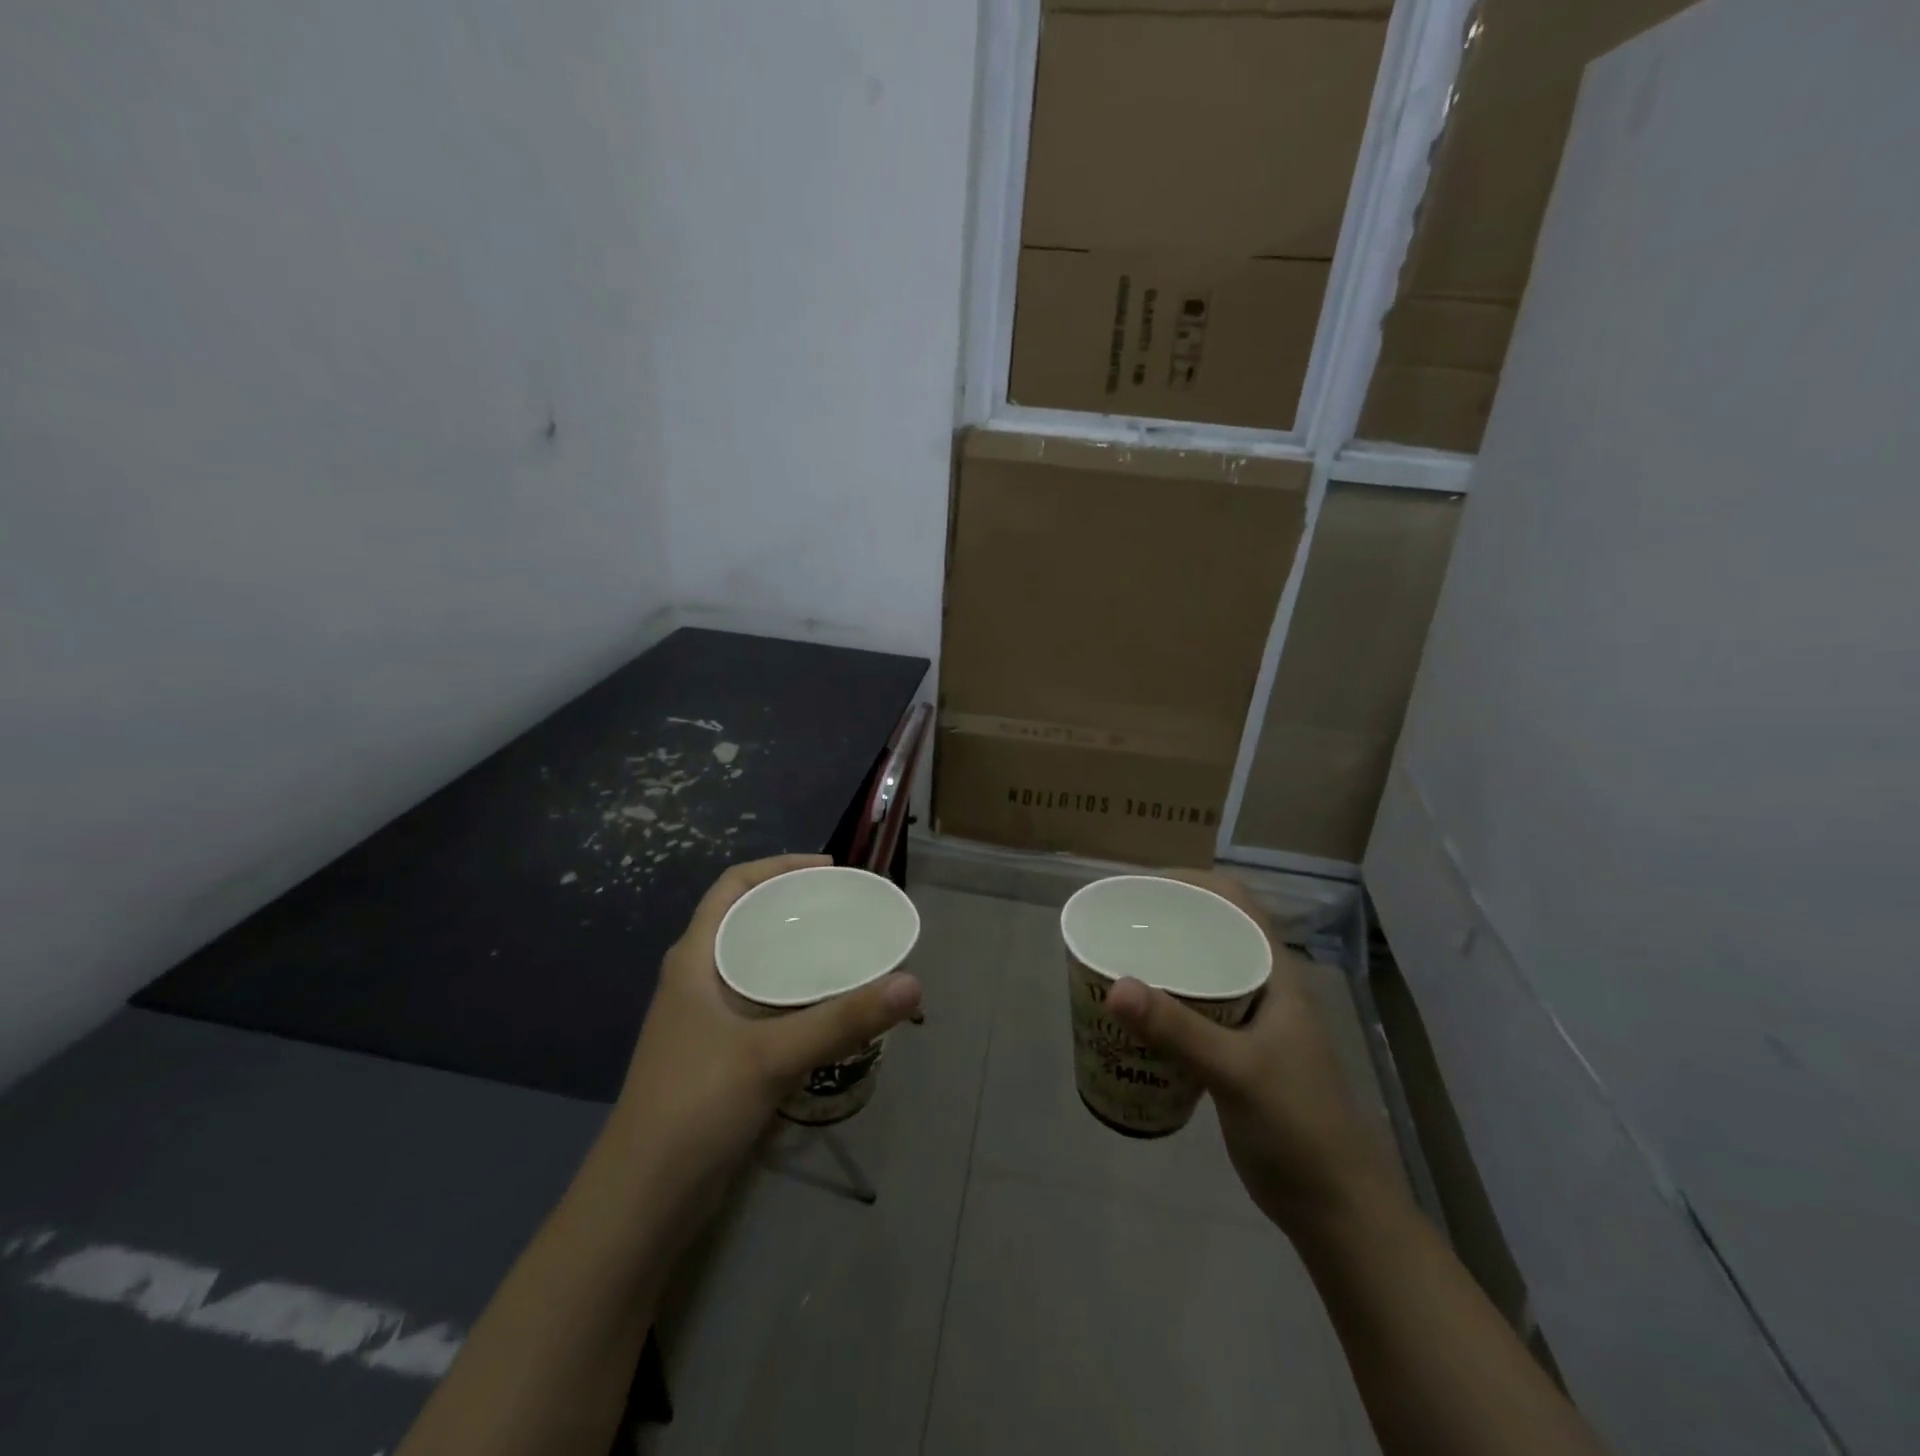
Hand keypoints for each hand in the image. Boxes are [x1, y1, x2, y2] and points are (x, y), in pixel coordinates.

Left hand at [610, 855, 922, 1207]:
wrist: (642, 1201)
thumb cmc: (695, 1107)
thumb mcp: (772, 1056)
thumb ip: (843, 1020)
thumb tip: (913, 984)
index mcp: (695, 959)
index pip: (732, 886)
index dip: (778, 866)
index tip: (829, 869)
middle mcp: (697, 979)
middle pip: (747, 920)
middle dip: (794, 907)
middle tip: (847, 909)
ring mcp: (704, 1019)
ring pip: (755, 963)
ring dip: (795, 951)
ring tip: (845, 949)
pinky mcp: (717, 1053)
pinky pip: (761, 1002)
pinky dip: (794, 992)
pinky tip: (827, 1008)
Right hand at [1106, 869, 1403, 1235]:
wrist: (1336, 1208)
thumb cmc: (1298, 1127)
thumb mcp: (1237, 1073)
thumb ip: (1177, 1029)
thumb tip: (1115, 984)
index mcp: (1274, 973)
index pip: (1234, 901)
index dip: (1190, 882)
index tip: (1140, 888)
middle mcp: (1262, 986)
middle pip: (1212, 931)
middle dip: (1166, 920)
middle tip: (1116, 924)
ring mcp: (1250, 1022)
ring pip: (1201, 972)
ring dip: (1163, 962)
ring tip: (1115, 960)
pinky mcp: (1235, 1054)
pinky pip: (1193, 1011)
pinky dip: (1163, 1004)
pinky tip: (1134, 1016)